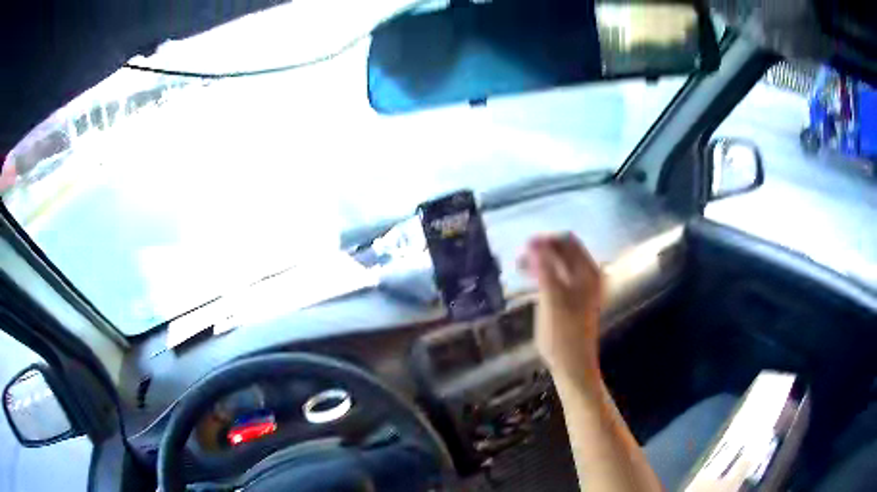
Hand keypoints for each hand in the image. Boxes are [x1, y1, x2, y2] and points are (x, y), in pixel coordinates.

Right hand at [519, 233, 603, 386]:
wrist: (573, 365)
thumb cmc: (562, 334)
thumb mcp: (552, 299)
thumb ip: (544, 268)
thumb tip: (533, 242)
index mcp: (588, 272)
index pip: (567, 242)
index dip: (545, 241)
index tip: (522, 248)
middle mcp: (589, 275)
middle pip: (564, 251)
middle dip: (542, 250)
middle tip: (518, 259)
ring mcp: (583, 287)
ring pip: (560, 263)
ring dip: (541, 262)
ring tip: (520, 268)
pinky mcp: (574, 298)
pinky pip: (559, 276)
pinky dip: (544, 274)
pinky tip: (530, 280)